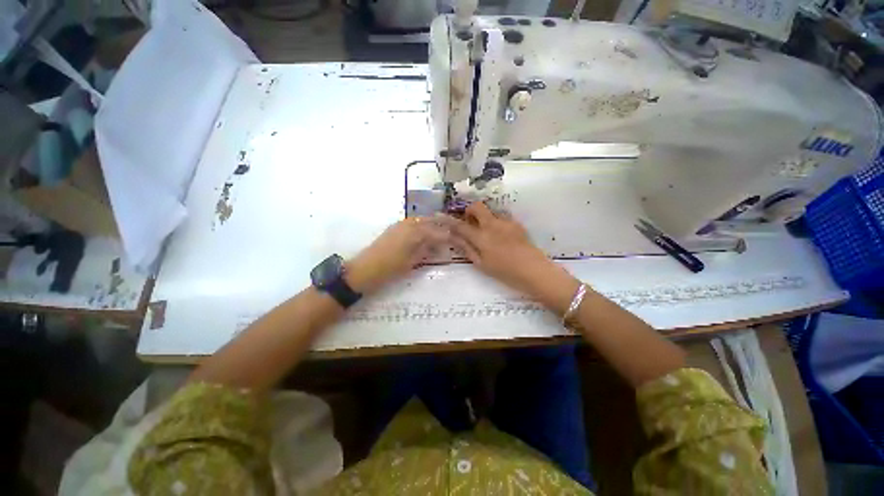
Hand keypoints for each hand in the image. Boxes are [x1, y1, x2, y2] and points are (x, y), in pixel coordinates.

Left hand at [345, 217, 448, 292]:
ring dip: (432, 225)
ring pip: (422, 220)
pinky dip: (422, 226)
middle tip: (450, 235)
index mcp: (416, 232)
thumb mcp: (413, 261)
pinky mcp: (394, 227)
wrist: (365, 269)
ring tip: (439, 235)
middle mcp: (410, 223)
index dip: (448, 236)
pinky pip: (413, 222)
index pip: (438, 231)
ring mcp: (401, 224)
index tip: (456, 240)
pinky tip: (424, 234)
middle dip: (441, 227)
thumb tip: (440, 245)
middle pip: (431, 221)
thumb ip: (427, 250)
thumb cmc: (391, 268)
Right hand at [448, 203, 580, 313]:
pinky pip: (501, 218)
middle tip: (469, 222)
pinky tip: (500, 237)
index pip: (461, 224)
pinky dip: (495, 223)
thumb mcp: (481, 264)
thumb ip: (467, 248)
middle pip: (477, 206)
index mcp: (481, 236)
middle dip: (469, 210)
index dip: (449, 220)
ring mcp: (506, 222)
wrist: (534, 271)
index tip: (442, 217)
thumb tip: (454, 238)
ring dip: (483, 217)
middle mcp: (492, 224)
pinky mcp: (516, 223)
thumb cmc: (505, 272)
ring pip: (490, 212)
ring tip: (486, 233)